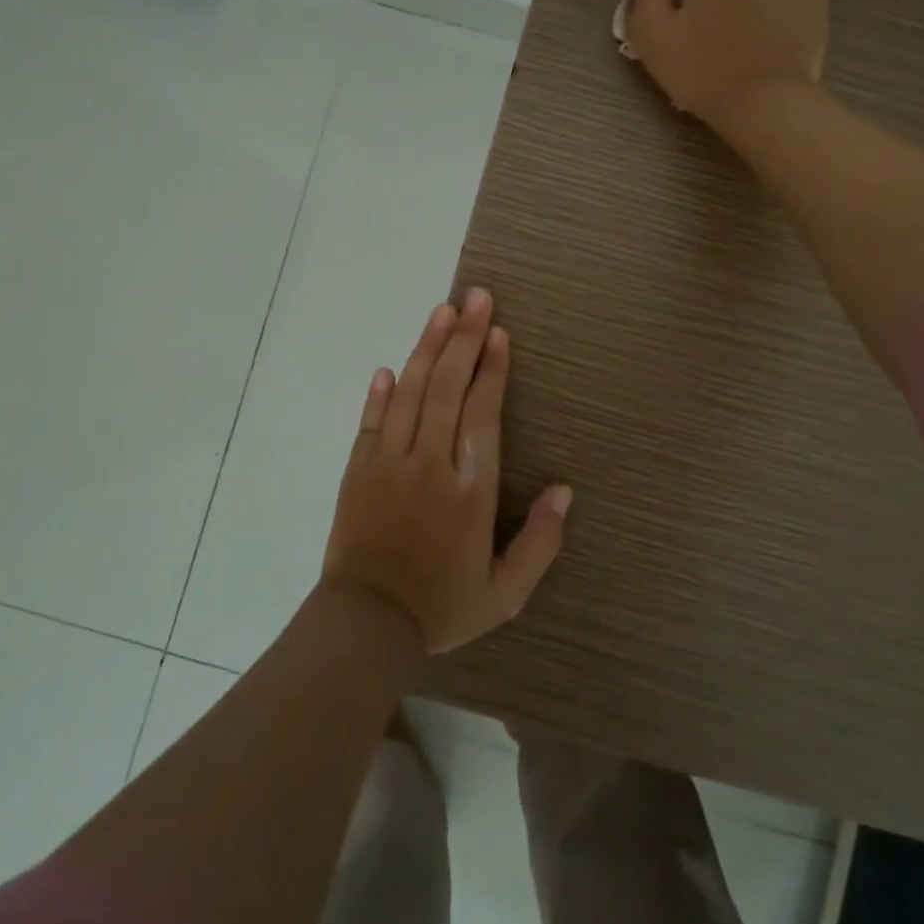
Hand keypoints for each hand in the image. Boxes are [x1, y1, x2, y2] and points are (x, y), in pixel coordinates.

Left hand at [321, 288, 572, 655]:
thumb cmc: (441, 606)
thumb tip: (565, 491)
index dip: (492, 369)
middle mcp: (430, 464)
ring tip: (441, 311)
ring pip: (410, 393)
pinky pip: (371, 421)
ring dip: (427, 348)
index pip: (482, 414)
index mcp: (470, 490)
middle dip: (463, 338)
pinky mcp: (358, 470)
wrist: (365, 625)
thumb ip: (540, 543)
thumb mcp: (505, 593)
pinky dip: (381, 392)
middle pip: (447, 388)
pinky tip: (389, 367)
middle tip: (475, 297)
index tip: (498, 333)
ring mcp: (389, 463)